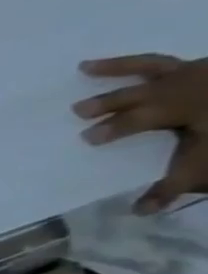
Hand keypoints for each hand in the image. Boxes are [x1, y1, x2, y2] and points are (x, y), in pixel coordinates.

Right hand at [74, 54, 207, 213]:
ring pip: (153, 65)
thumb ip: (174, 185)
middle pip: (138, 92)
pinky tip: (155, 68)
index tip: (86, 138)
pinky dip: (157, 64)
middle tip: (78, 109)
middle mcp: (188, 83)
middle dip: (107, 100)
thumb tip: (138, 211)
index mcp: (181, 106)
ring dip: (120, 66)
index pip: (133, 119)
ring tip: (87, 66)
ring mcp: (204, 70)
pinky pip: (181, 61)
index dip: (110, 129)